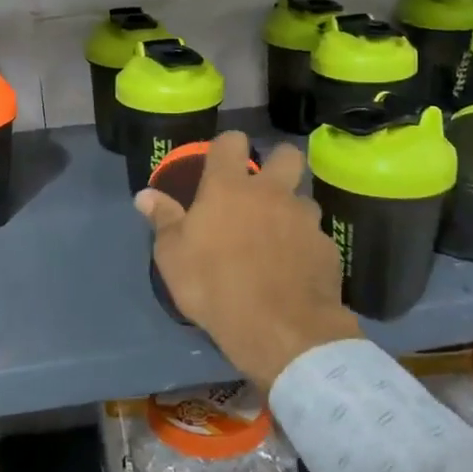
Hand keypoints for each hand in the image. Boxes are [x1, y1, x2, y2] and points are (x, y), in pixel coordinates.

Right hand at [135, 130, 356, 388]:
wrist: (280, 330)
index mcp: (228, 187)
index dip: (227, 146)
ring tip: (277, 238)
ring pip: (304, 199)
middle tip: (262, 189)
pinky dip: (305, 247)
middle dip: (277, 163)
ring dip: (291, 211)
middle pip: (286, 154)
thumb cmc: (214, 286)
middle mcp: (271, 192)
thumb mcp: (173, 257)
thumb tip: (144, 195)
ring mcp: (304, 219)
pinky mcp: (327, 248)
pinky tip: (294, 270)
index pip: (231, 141)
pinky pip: (315, 237)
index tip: (220, 162)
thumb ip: (163, 220)